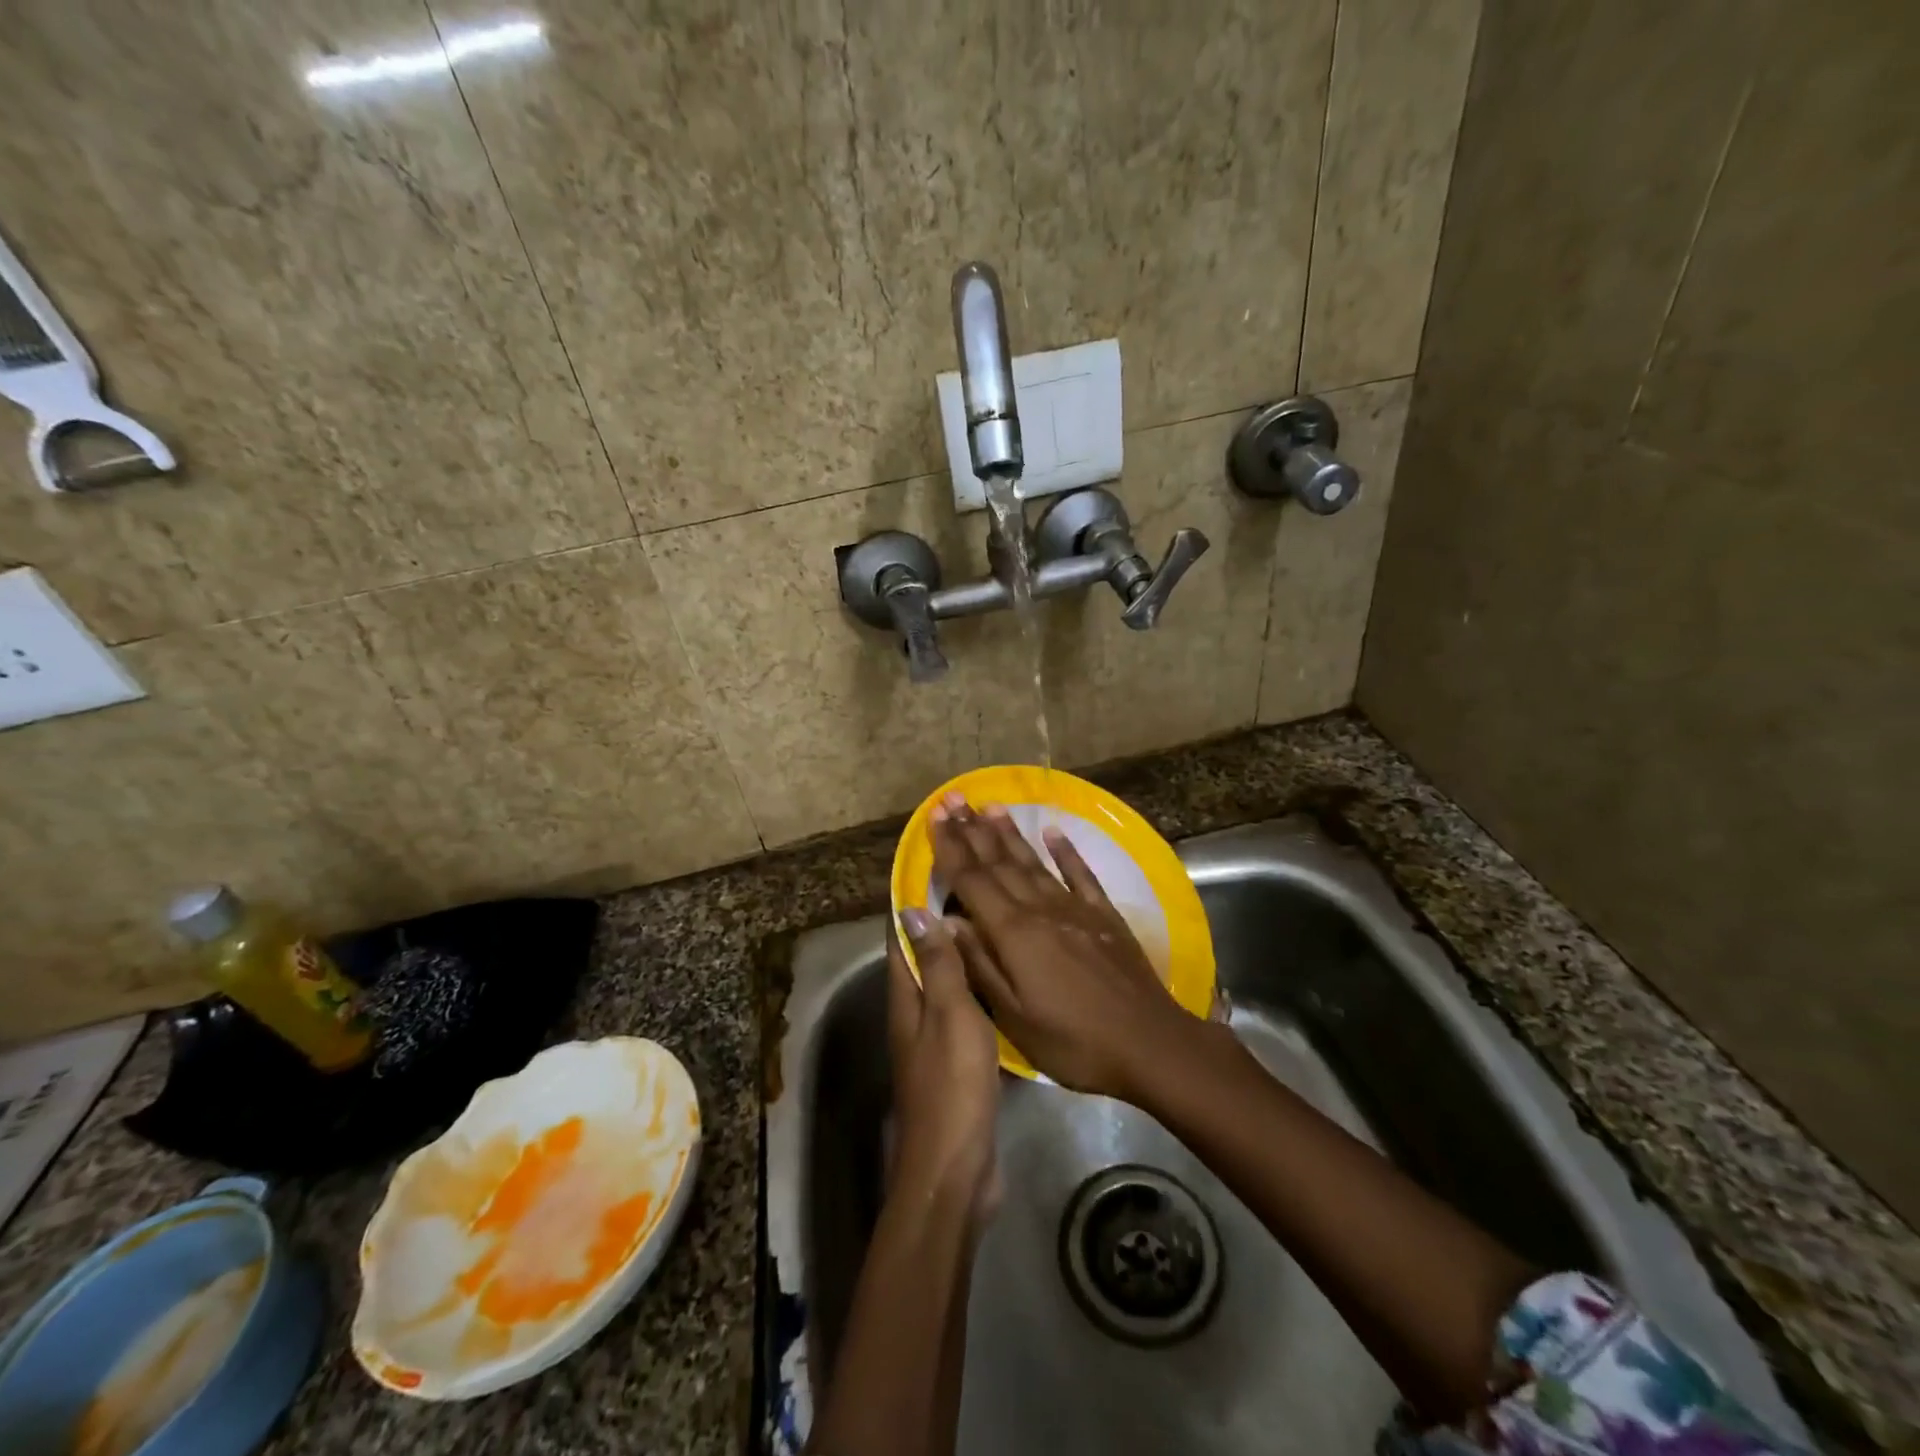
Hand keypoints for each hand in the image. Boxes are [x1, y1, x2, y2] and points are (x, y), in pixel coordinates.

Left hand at [888, 911, 1002, 1225]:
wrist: (956, 1167)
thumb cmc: (952, 1085)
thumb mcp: (949, 1015)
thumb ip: (937, 965)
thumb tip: (913, 909)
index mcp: (905, 996)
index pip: (901, 935)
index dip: (912, 900)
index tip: (935, 865)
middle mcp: (914, 1010)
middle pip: (923, 954)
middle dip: (942, 920)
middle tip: (978, 885)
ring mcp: (934, 1037)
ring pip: (946, 980)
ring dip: (962, 950)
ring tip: (994, 919)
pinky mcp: (956, 1059)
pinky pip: (965, 1008)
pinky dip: (979, 984)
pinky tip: (1005, 975)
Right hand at [928, 795, 1205, 1101]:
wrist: (1150, 1043)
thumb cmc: (1073, 1041)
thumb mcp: (1014, 1016)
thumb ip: (978, 964)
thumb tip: (944, 920)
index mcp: (1013, 933)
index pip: (972, 880)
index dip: (951, 848)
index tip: (936, 816)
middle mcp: (1040, 909)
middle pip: (1000, 863)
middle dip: (972, 830)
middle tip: (953, 799)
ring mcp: (1075, 908)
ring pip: (1034, 862)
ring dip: (1009, 833)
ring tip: (989, 805)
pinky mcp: (1105, 915)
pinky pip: (1081, 874)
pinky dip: (1066, 851)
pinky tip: (1053, 832)